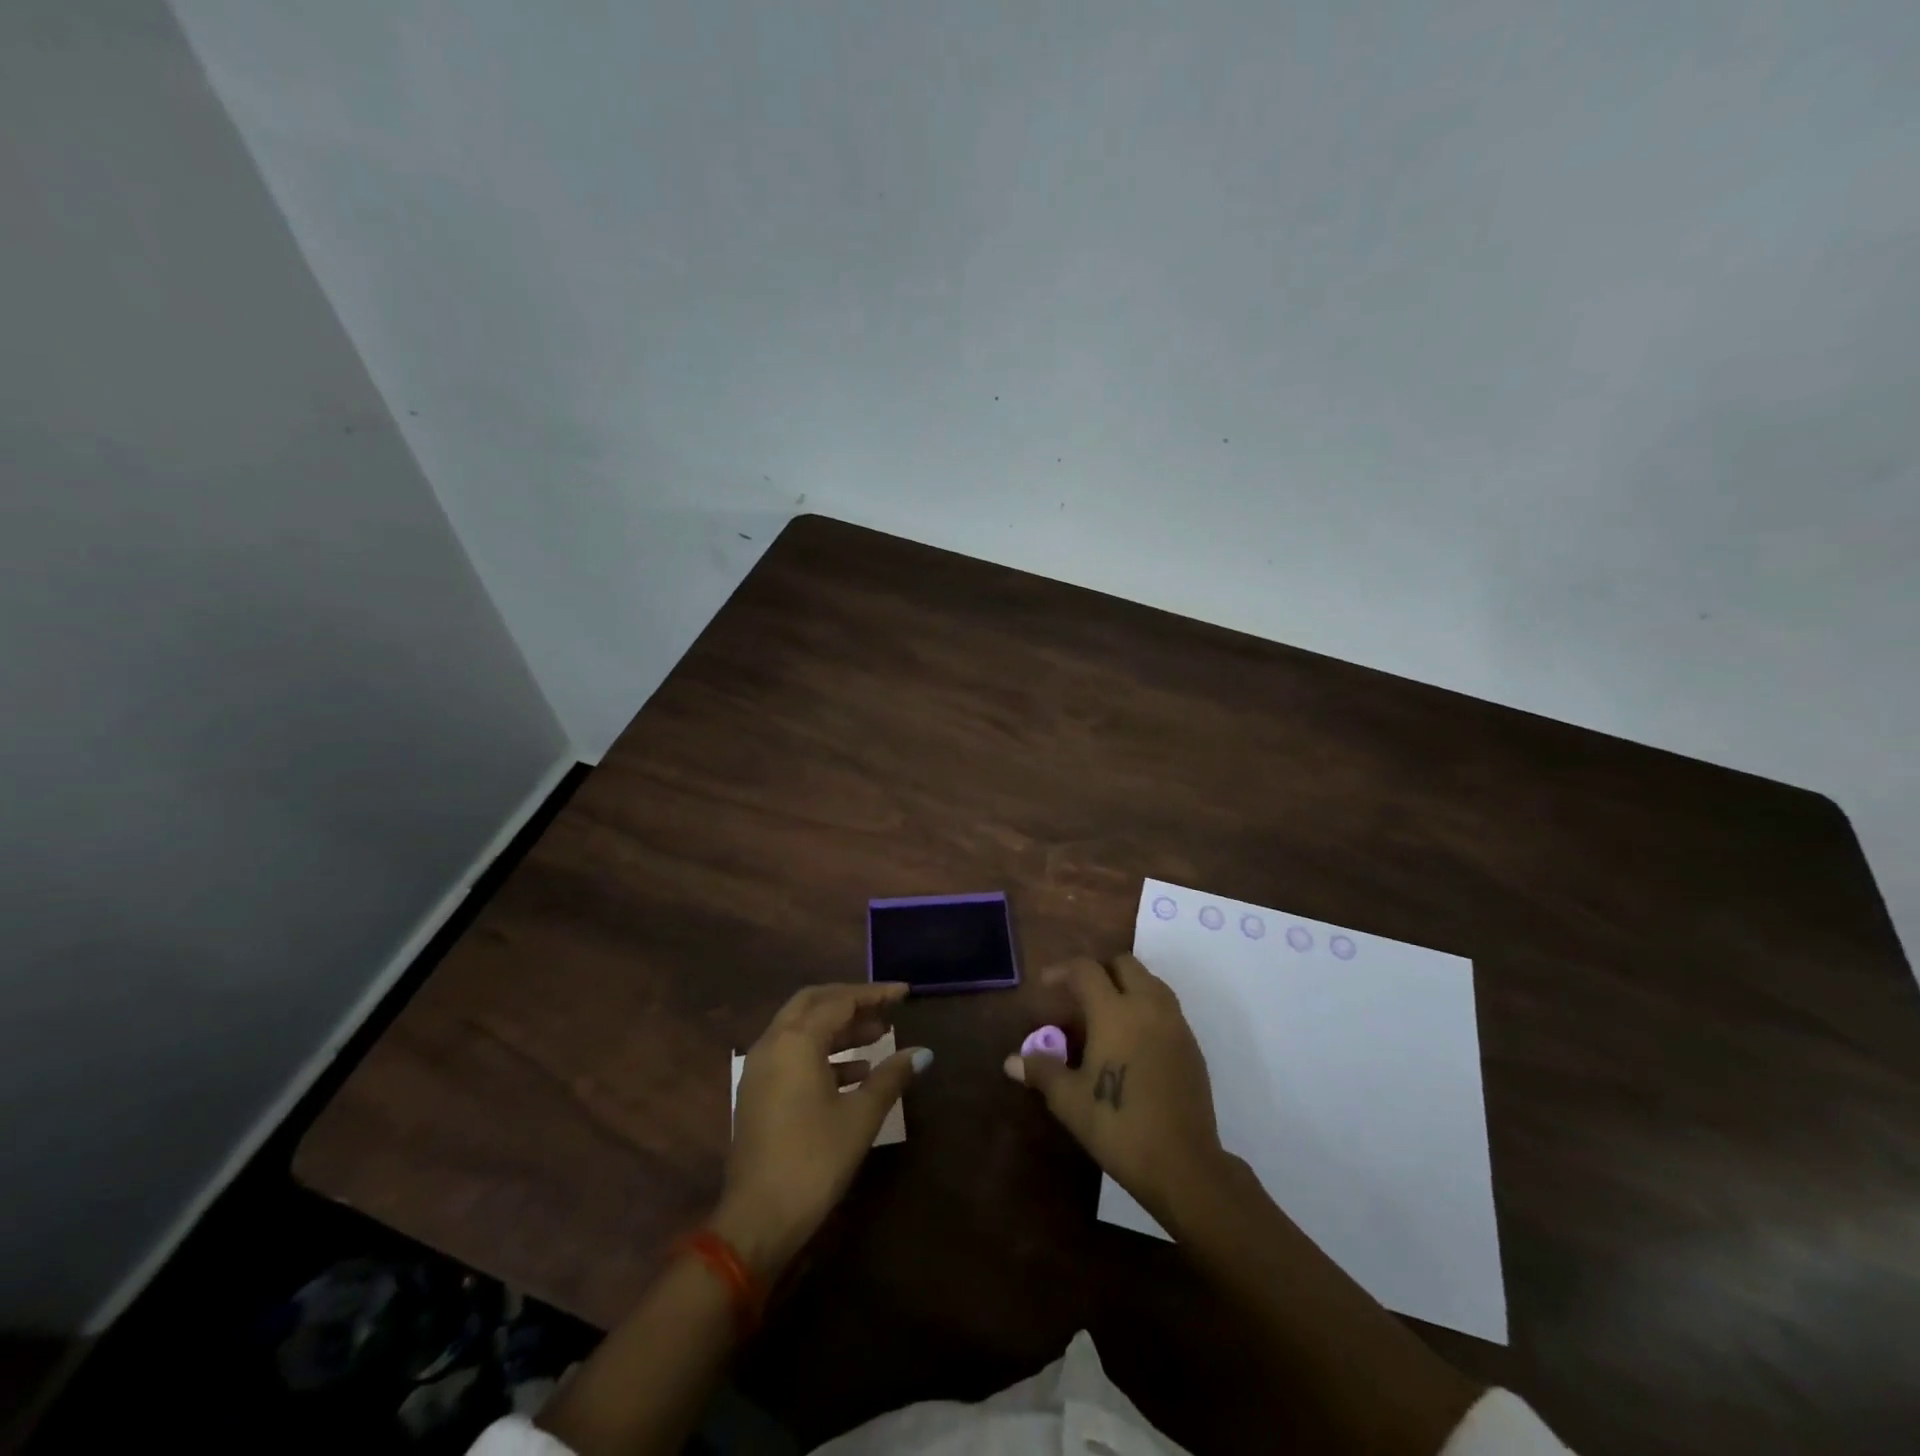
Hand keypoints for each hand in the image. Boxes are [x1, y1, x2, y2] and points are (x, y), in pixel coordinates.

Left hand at [715, 982, 930, 1280]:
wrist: (757, 1220)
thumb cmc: (814, 1160)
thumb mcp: (860, 1116)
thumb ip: (891, 1077)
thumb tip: (922, 1052)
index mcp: (796, 1041)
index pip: (840, 1001)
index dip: (875, 994)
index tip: (905, 993)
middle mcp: (772, 1043)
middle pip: (814, 1003)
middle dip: (851, 1002)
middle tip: (886, 1009)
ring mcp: (760, 1068)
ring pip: (801, 1028)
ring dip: (838, 1027)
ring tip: (879, 1036)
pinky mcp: (758, 1092)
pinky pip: (793, 1053)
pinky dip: (823, 1051)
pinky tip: (856, 1072)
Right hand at [1005, 954, 1225, 1224]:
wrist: (1183, 1164)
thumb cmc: (1118, 1126)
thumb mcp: (1070, 1101)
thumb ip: (1041, 1072)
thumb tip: (1011, 1061)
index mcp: (1114, 1012)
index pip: (1086, 970)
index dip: (1062, 970)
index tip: (1046, 984)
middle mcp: (1147, 1006)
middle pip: (1124, 964)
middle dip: (1099, 970)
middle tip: (1079, 994)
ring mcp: (1175, 1024)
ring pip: (1150, 981)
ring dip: (1126, 985)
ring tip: (1106, 1013)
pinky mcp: (1192, 1045)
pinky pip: (1166, 1007)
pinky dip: (1146, 1007)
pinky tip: (1133, 1040)